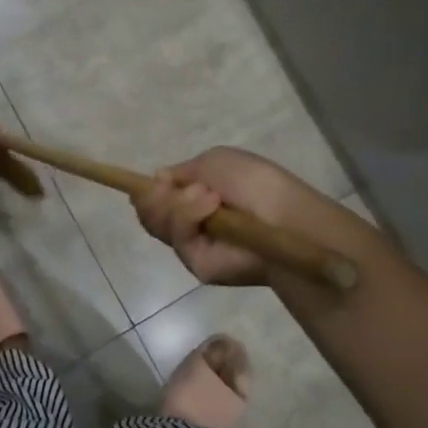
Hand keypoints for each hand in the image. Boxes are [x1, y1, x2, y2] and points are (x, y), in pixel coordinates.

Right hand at [133, 146, 322, 286]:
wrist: (284, 216)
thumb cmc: (256, 183)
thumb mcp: (215, 161)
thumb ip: (183, 171)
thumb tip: (158, 179)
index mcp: (196, 199)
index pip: (159, 200)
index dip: (148, 192)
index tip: (143, 184)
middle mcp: (192, 224)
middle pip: (151, 215)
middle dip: (153, 198)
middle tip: (169, 188)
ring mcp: (194, 246)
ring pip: (158, 225)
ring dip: (177, 204)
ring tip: (206, 196)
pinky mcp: (198, 266)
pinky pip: (177, 238)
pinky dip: (188, 217)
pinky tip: (210, 207)